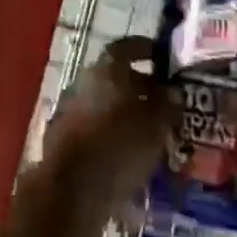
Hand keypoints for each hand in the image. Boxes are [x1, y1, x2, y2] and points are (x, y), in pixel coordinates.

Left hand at [32, 37, 168, 236]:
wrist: (70, 190)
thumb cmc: (118, 145)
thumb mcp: (154, 124)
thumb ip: (167, 104)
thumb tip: (173, 91)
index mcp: (106, 67)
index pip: (128, 47)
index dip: (147, 50)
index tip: (164, 59)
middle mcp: (84, 79)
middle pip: (116, 77)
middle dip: (141, 88)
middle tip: (164, 104)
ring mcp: (69, 108)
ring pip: (105, 104)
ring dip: (125, 114)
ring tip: (151, 134)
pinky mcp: (63, 139)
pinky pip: (94, 129)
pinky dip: (111, 136)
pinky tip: (128, 155)